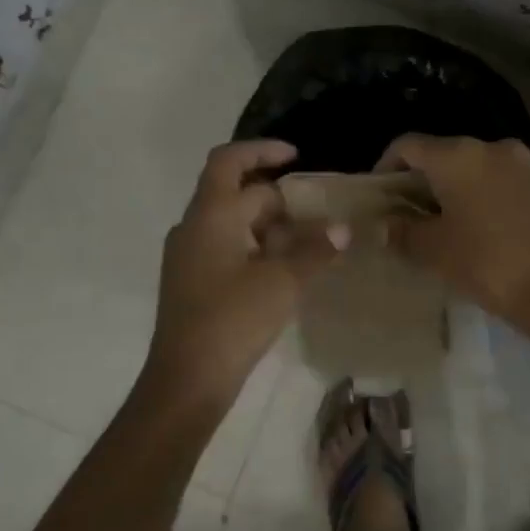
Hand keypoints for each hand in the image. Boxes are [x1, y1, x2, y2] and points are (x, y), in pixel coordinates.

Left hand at [138, 139, 342, 420]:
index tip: (296, 156)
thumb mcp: (282, 282)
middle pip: (236, 194)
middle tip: (317, 213)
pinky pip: (227, 248)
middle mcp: (194, 227)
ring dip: (269, 226)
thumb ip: (315, 250)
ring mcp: (189, 256)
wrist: (186, 380)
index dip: (262, 150)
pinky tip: (284, 269)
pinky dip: (256, 247)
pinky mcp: (193, 281)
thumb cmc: (232, 320)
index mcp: (210, 216)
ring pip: (233, 223)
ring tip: (309, 242)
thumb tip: (343, 228)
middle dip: (278, 199)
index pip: (229, 161)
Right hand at [376, 134, 529, 325]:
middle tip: (403, 212)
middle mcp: (489, 147)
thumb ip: (402, 230)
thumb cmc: (484, 262)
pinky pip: (496, 179)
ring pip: (471, 166)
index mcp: (457, 155)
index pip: (408, 145)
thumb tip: (384, 224)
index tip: (378, 195)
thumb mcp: (432, 249)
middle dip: (419, 179)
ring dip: (450, 187)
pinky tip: (472, 225)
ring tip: (437, 221)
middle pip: (441, 153)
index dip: (386, 166)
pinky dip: (477, 193)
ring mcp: (519, 163)